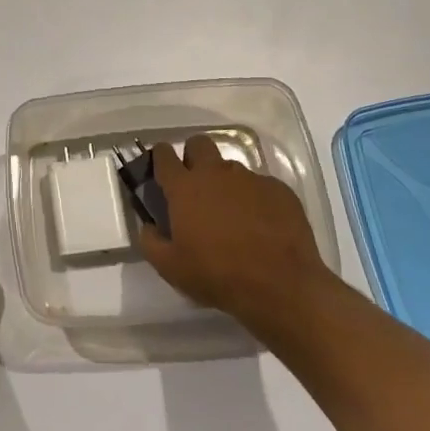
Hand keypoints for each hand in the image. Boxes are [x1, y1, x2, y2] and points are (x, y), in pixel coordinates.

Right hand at [135, 135, 334, 336]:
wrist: (281, 286)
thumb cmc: (217, 275)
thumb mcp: (171, 268)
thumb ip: (150, 241)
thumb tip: (148, 226)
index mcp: (185, 187)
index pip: (164, 155)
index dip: (160, 158)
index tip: (161, 170)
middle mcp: (216, 173)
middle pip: (199, 144)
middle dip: (193, 157)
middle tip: (195, 186)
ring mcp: (250, 179)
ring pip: (230, 167)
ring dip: (225, 183)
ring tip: (232, 214)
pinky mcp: (279, 190)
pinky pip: (260, 185)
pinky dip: (255, 199)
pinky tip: (261, 225)